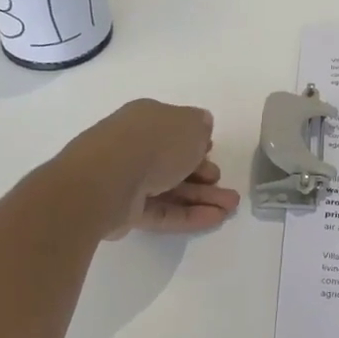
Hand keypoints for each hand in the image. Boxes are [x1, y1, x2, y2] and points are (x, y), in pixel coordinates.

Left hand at [59, 99, 241, 238]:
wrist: (107, 180)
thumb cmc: (153, 143)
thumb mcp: (190, 125)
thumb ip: (200, 125)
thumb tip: (202, 125)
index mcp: (146, 118)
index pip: (173, 128)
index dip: (195, 140)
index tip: (213, 152)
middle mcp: (133, 145)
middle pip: (173, 161)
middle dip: (203, 173)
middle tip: (225, 185)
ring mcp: (126, 178)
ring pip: (170, 188)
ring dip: (203, 197)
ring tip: (230, 208)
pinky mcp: (125, 209)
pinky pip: (162, 210)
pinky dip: (188, 214)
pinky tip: (215, 219)